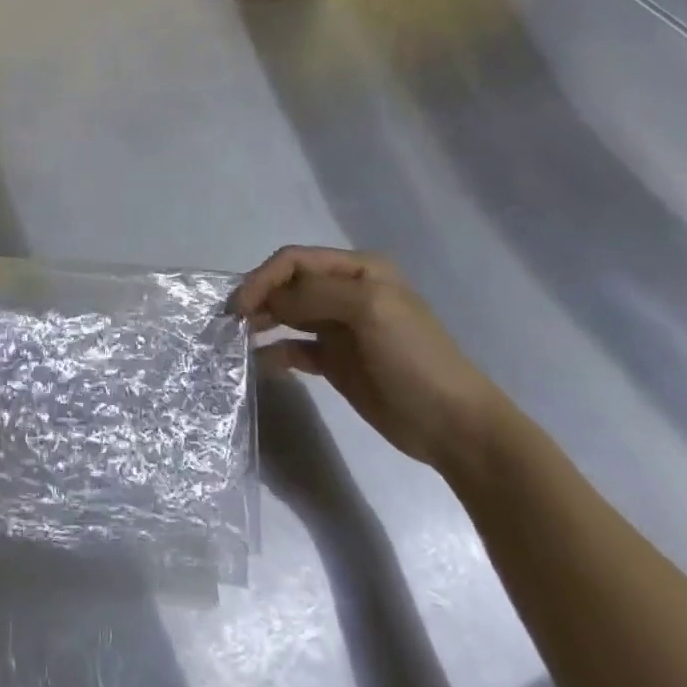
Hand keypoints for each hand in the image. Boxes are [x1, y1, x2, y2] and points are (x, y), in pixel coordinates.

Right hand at [233, 246, 515, 478]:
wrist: (454, 426)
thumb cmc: (414, 357)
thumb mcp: (369, 310)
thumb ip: (315, 295)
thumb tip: (271, 301)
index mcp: (358, 270)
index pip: (296, 260)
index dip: (264, 277)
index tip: (241, 305)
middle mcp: (346, 292)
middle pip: (290, 284)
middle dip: (260, 297)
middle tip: (232, 322)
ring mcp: (341, 328)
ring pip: (289, 315)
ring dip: (264, 322)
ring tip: (239, 338)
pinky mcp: (336, 362)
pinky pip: (296, 349)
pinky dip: (276, 352)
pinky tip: (262, 363)